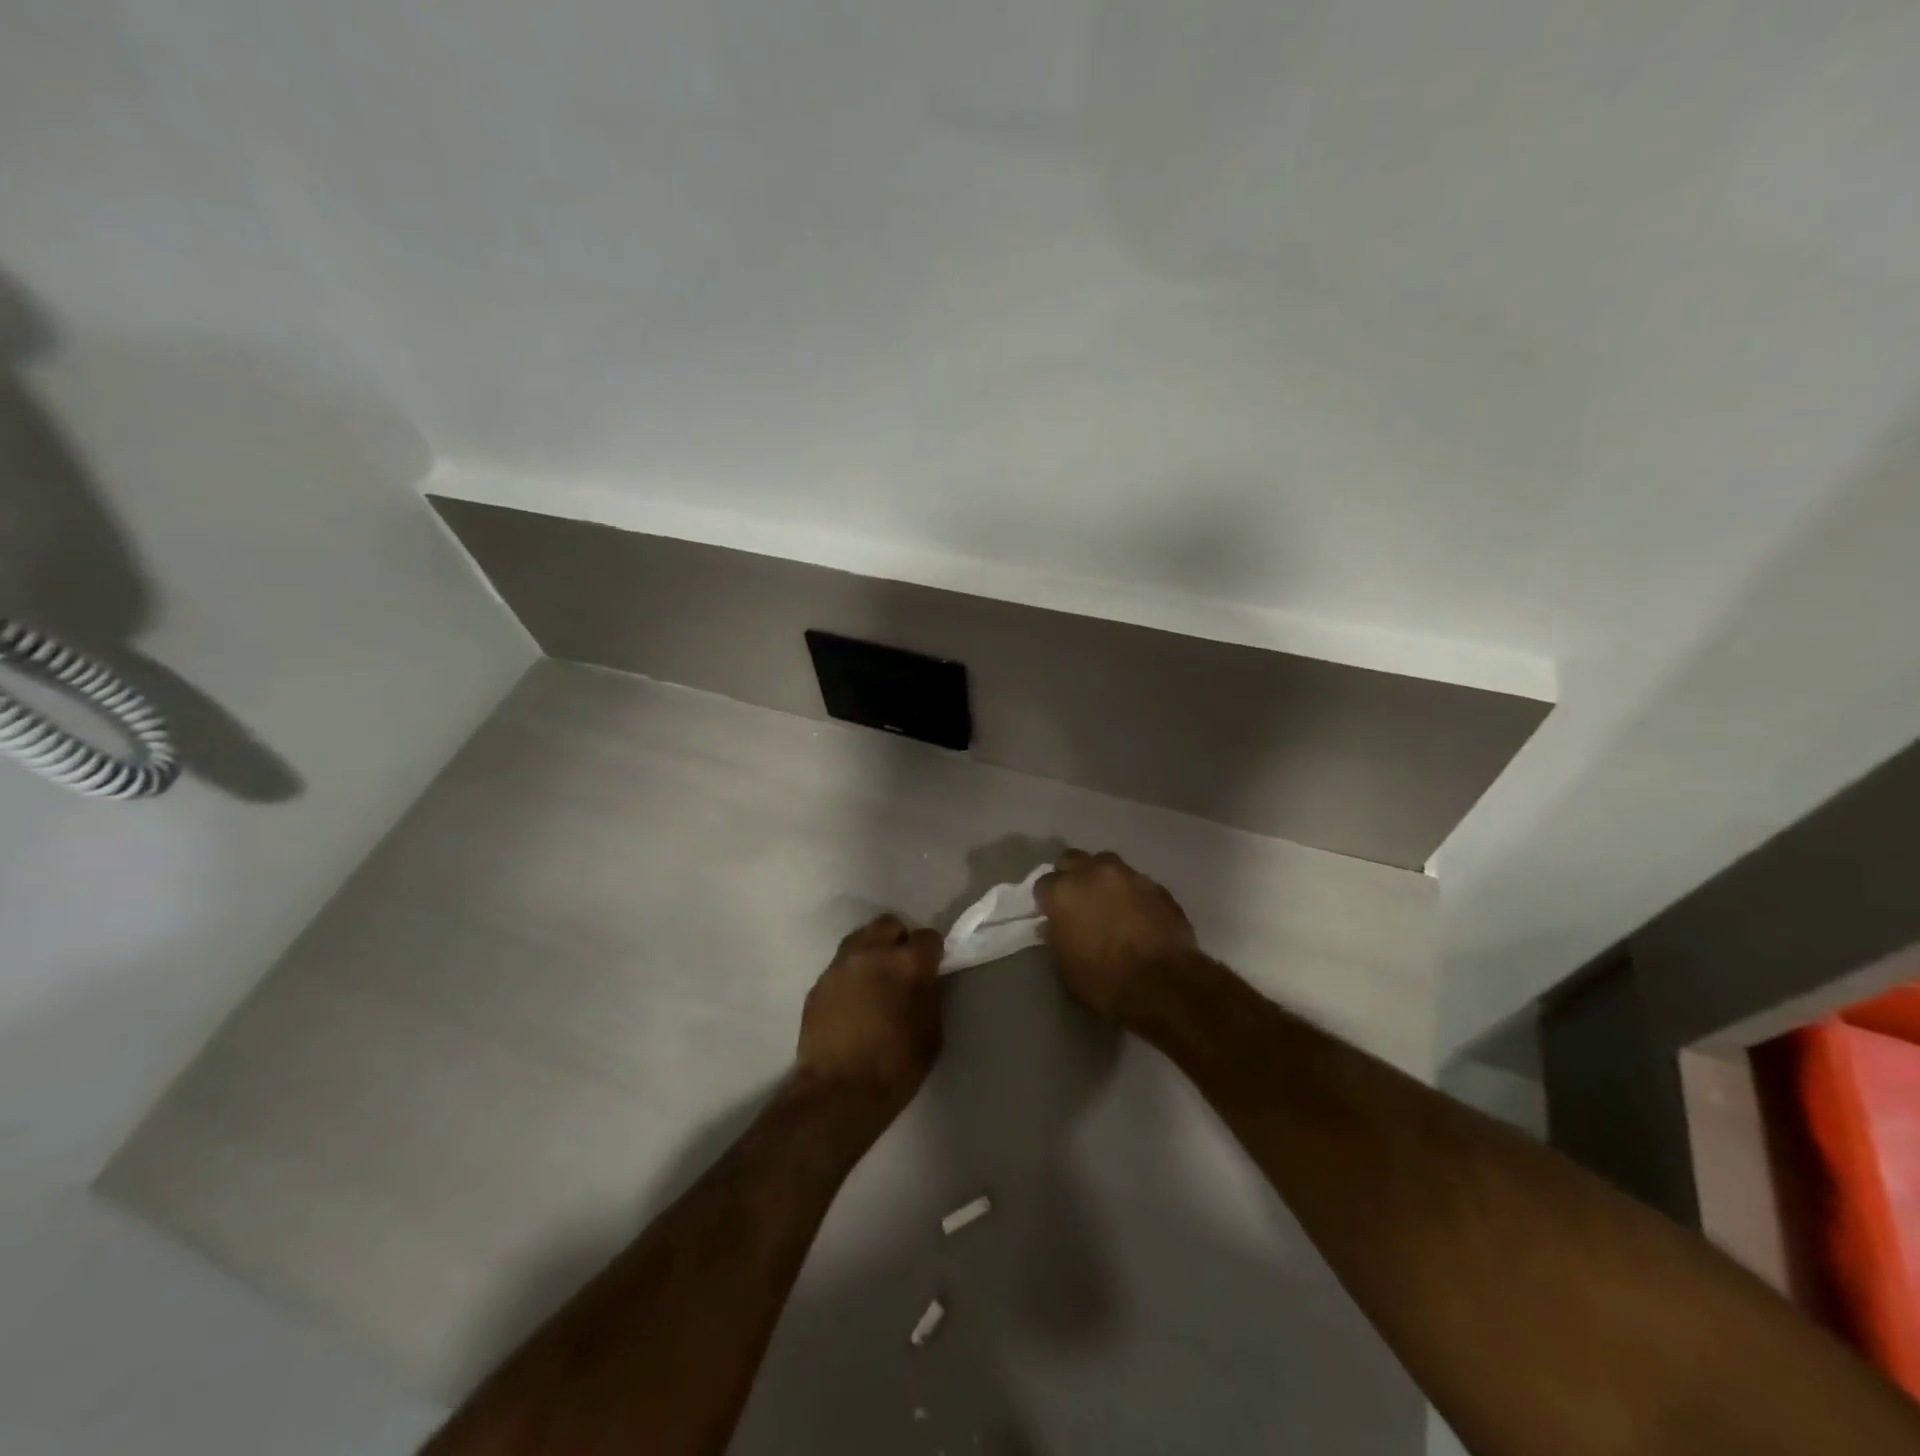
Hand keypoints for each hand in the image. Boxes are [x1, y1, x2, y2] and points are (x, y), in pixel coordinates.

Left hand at [796, 914, 943, 1115]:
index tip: (931, 968)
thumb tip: (925, 978)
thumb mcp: (932, 1031)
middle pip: (889, 924)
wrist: (838, 1091)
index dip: (932, 952)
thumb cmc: (896, 1065)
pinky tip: (853, 1002)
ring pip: (860, 938)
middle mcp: (871, 952)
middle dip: (899, 939)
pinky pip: (840, 966)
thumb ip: (930, 993)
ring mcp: (840, 965)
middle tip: (902, 966)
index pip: (928, 937)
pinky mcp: (818, 983)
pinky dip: (851, 975)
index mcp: (906, 963)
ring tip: (875, 980)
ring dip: (872, 951)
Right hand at [1037, 849, 1200, 1023]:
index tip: (1052, 915)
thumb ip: (1055, 938)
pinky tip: (1137, 915)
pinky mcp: (1158, 886)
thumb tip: (1052, 926)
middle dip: (1072, 876)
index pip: (1043, 883)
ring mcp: (1129, 875)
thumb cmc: (1104, 982)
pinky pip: (1136, 882)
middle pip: (1073, 860)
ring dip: (1103, 879)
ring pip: (1107, 864)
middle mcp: (1094, 873)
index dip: (1047, 900)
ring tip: (1109, 903)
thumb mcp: (1065, 968)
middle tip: (1077, 901)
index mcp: (1063, 892)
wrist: (1164, 986)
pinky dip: (1131, 894)